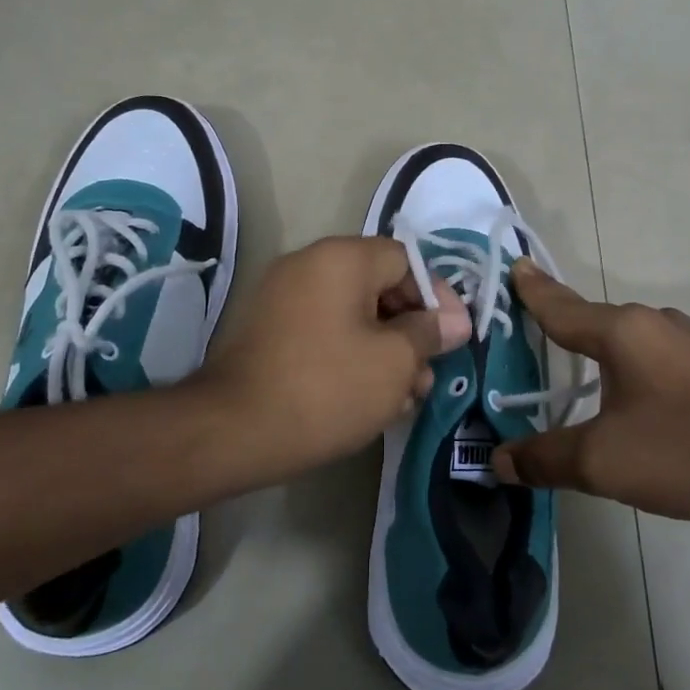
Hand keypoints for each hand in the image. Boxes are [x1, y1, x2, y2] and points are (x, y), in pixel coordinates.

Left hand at [194, 237, 470, 483]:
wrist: (234, 431)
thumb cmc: (327, 388)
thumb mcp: (394, 361)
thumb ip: (429, 333)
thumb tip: (455, 320)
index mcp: (341, 258)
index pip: (406, 261)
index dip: (437, 298)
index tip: (454, 338)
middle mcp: (309, 265)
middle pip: (380, 288)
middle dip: (412, 332)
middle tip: (428, 376)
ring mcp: (283, 298)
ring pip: (353, 315)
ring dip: (385, 351)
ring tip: (404, 398)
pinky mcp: (270, 332)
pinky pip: (325, 332)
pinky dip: (352, 356)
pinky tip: (369, 399)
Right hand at [492, 262, 689, 529]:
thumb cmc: (687, 451)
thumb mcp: (603, 462)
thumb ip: (544, 458)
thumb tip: (498, 460)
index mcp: (622, 331)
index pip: (561, 306)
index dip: (533, 290)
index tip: (515, 264)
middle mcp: (654, 323)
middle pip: (592, 319)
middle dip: (559, 323)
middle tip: (529, 326)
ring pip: (625, 339)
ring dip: (595, 348)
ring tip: (571, 363)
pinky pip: (652, 356)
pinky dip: (626, 366)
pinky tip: (627, 392)